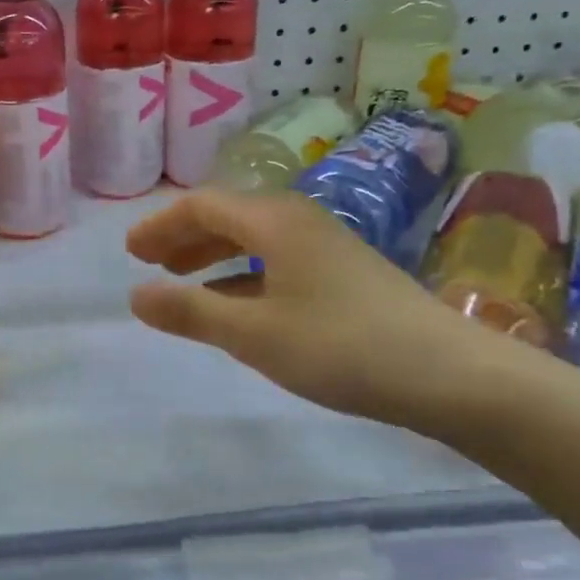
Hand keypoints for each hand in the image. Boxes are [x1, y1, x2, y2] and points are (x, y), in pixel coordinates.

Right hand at [126, 189, 532, 440]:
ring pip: (253, 238)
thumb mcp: (254, 334)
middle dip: (183, 237)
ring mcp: (324, 245)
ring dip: (212, 255)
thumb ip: (191, 312)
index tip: (130, 253)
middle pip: (227, 215)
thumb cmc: (341, 346)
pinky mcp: (343, 272)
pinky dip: (243, 274)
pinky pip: (276, 259)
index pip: (202, 205)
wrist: (450, 374)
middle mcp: (297, 220)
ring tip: (183, 281)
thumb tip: (135, 296)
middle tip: (149, 263)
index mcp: (273, 221)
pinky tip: (236, 303)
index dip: (160, 225)